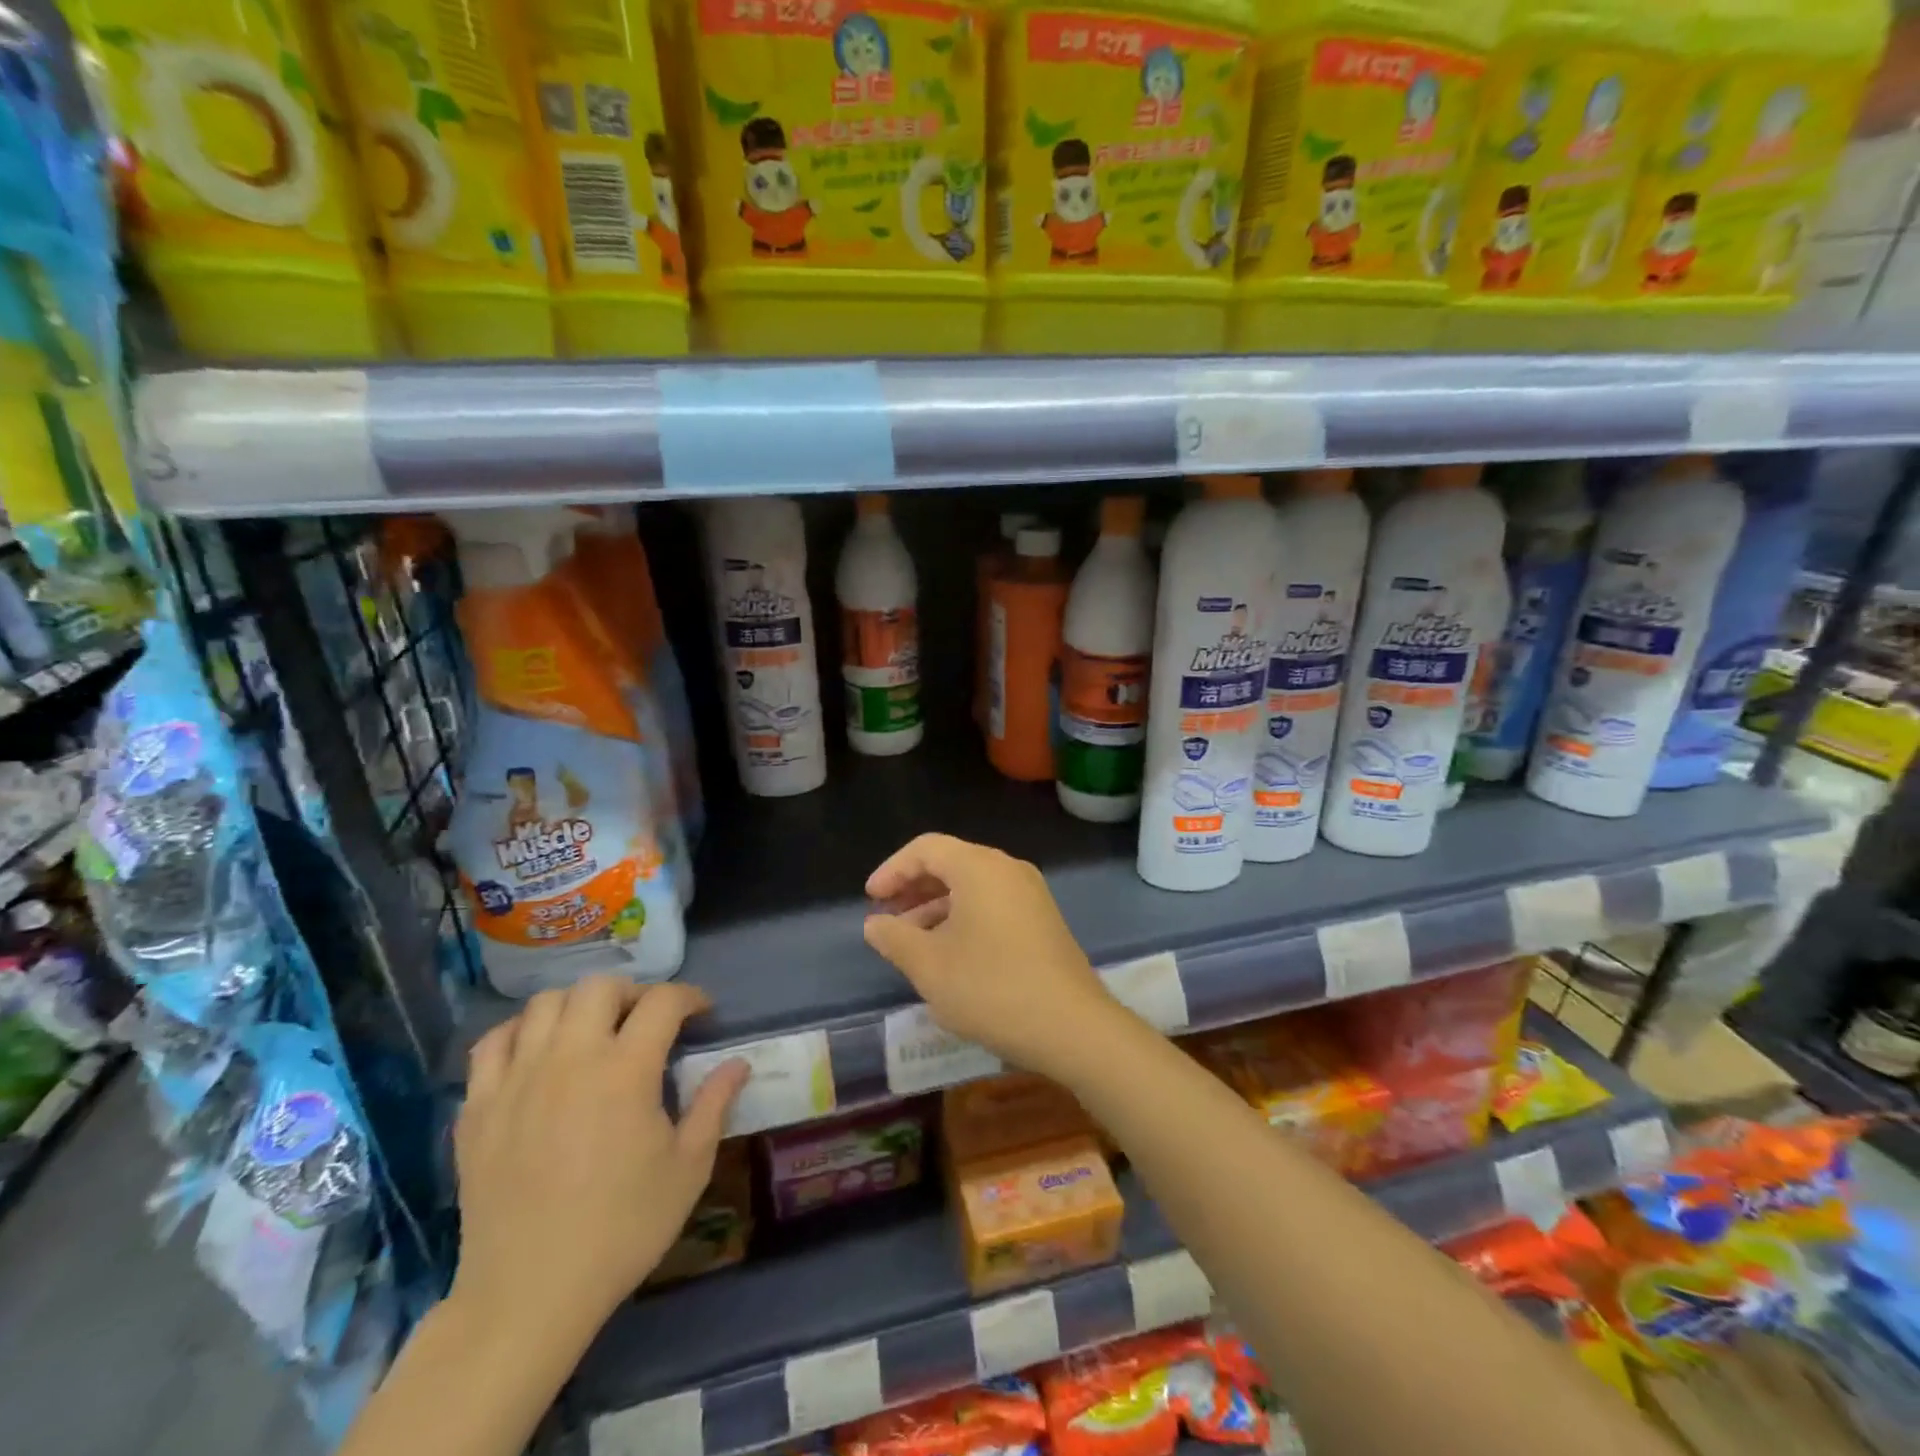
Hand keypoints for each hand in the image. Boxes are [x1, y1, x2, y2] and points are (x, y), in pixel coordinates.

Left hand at [450, 979, 748, 1346]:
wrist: (528, 1294)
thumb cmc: (622, 1228)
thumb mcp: (688, 1169)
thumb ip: (714, 1105)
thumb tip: (738, 1063)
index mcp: (625, 1071)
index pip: (662, 1002)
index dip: (689, 996)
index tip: (702, 1012)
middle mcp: (570, 1059)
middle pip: (599, 987)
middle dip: (632, 992)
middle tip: (646, 1020)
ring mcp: (517, 1080)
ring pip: (545, 1004)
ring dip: (577, 1006)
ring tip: (592, 1032)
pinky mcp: (478, 1108)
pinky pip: (493, 1043)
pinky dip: (519, 1033)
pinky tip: (537, 1054)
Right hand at [863, 833, 1121, 1078]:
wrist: (1072, 1026)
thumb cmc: (991, 988)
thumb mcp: (929, 966)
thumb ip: (895, 938)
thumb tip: (875, 924)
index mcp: (979, 867)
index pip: (926, 848)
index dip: (892, 870)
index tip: (870, 899)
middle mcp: (1007, 868)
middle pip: (951, 862)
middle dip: (914, 888)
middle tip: (887, 918)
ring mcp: (1030, 893)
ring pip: (972, 885)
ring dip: (937, 906)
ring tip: (911, 940)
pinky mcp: (1043, 918)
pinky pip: (993, 902)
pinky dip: (964, 916)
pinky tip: (949, 951)